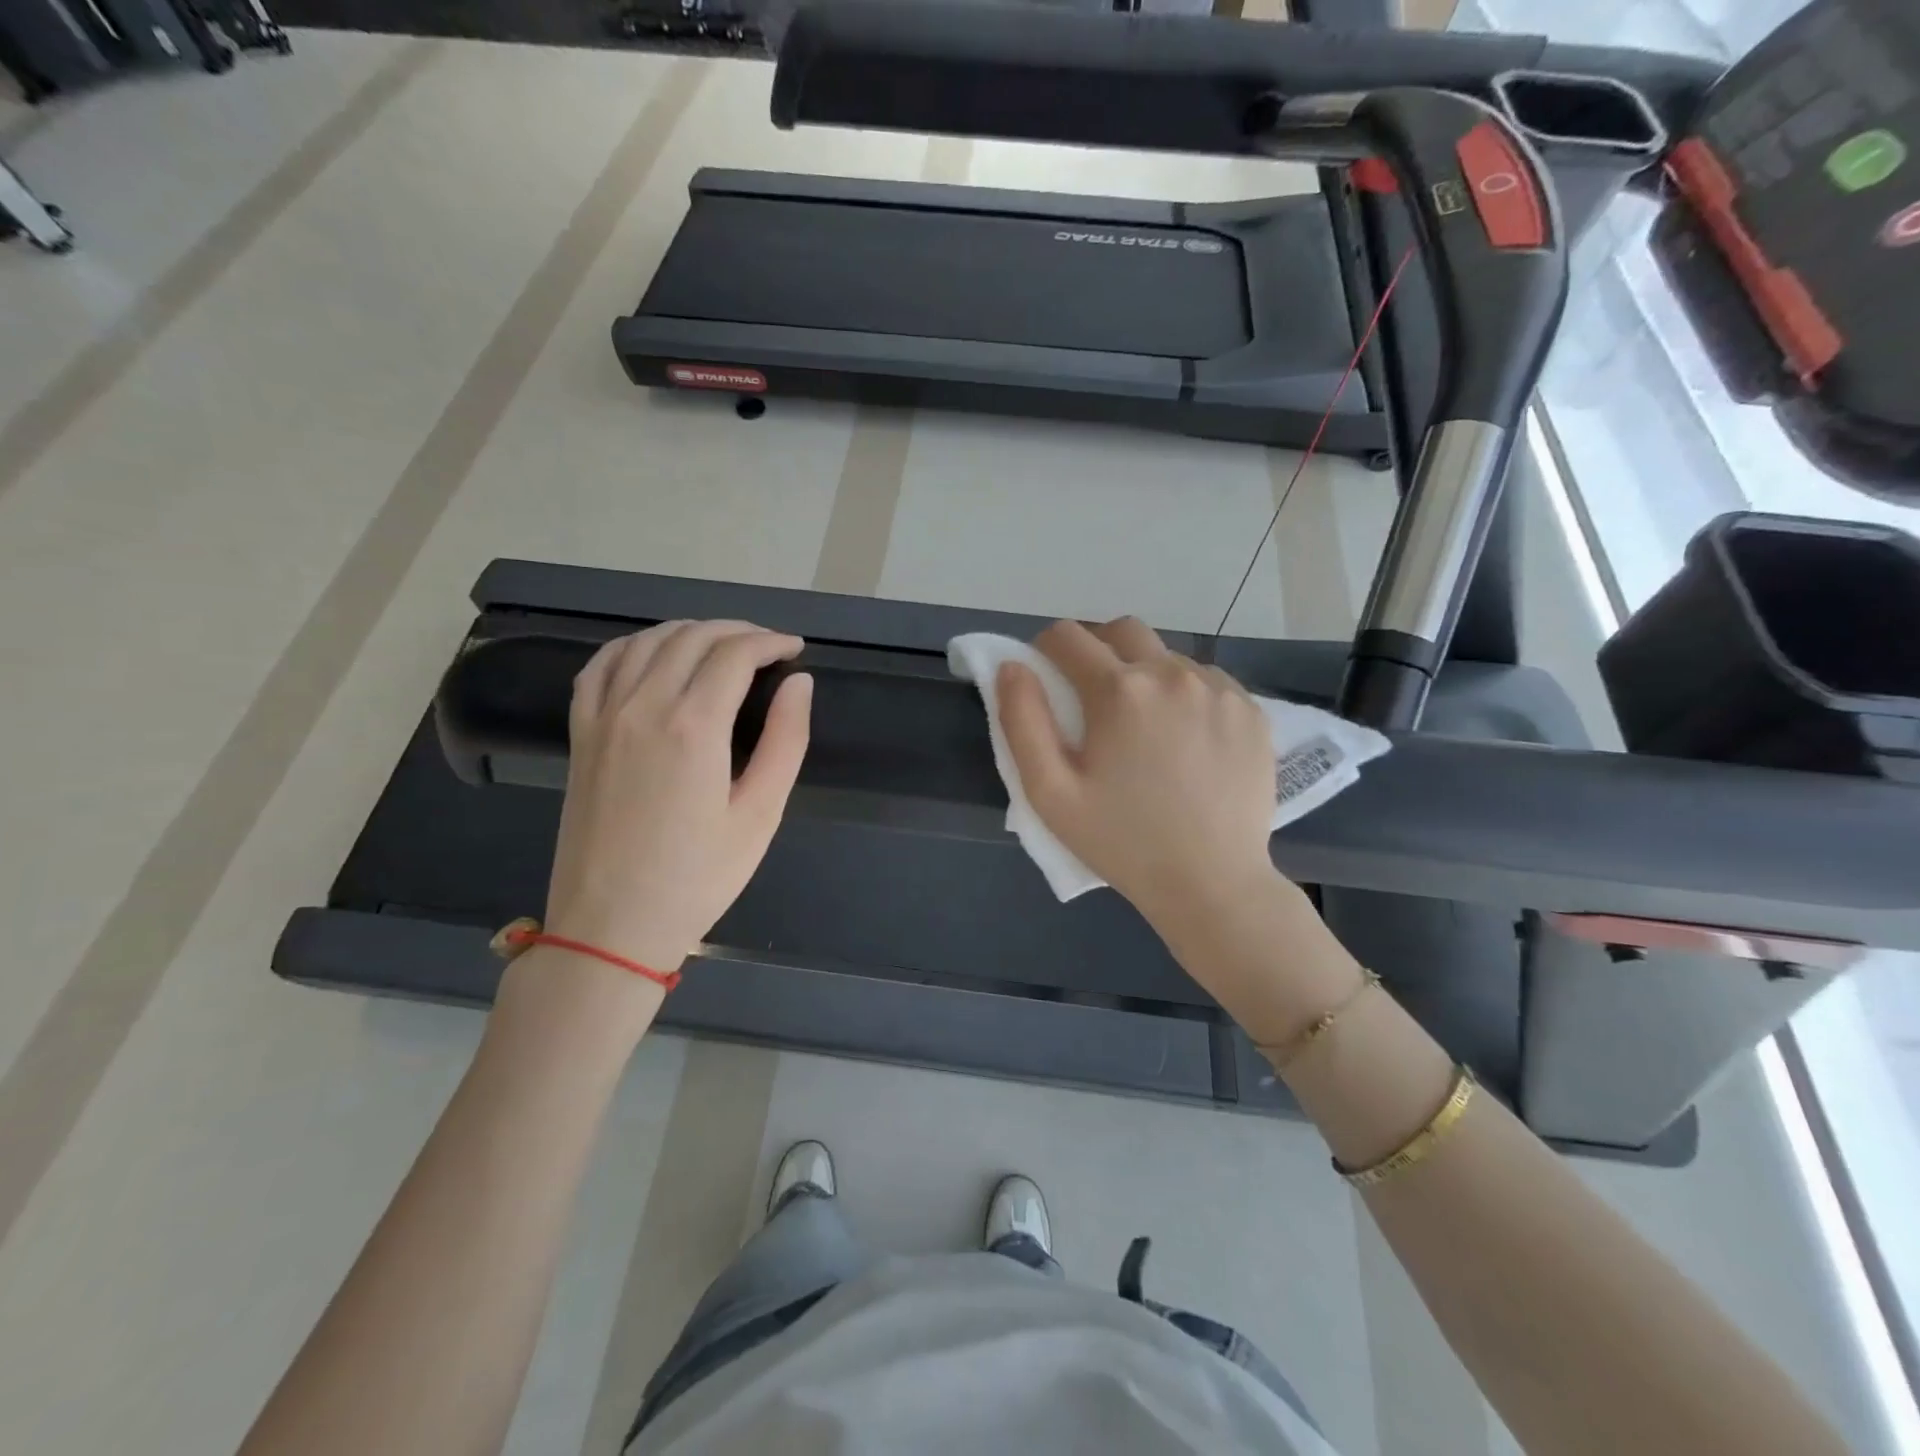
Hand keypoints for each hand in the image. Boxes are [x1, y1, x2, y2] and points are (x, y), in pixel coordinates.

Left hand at [542, 621, 811, 977]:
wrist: (611, 926)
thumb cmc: (698, 877)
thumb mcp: (760, 815)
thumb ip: (785, 741)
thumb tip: (799, 684)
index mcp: (693, 726)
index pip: (735, 654)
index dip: (771, 642)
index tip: (795, 650)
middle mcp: (643, 706)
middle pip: (692, 638)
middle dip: (737, 631)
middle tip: (768, 647)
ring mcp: (604, 717)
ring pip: (647, 641)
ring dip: (690, 631)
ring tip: (722, 645)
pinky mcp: (581, 734)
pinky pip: (601, 665)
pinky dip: (633, 645)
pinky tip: (654, 653)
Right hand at [998, 618, 1280, 932]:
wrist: (1212, 884)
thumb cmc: (1121, 842)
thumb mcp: (1050, 793)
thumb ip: (1022, 721)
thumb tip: (1012, 666)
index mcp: (1118, 691)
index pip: (1068, 636)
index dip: (1046, 650)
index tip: (1046, 678)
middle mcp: (1172, 673)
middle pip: (1122, 630)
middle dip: (1096, 648)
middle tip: (1091, 695)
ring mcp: (1219, 688)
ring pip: (1167, 655)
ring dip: (1144, 673)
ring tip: (1144, 727)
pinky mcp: (1251, 709)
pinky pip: (1207, 680)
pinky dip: (1185, 694)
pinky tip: (1185, 740)